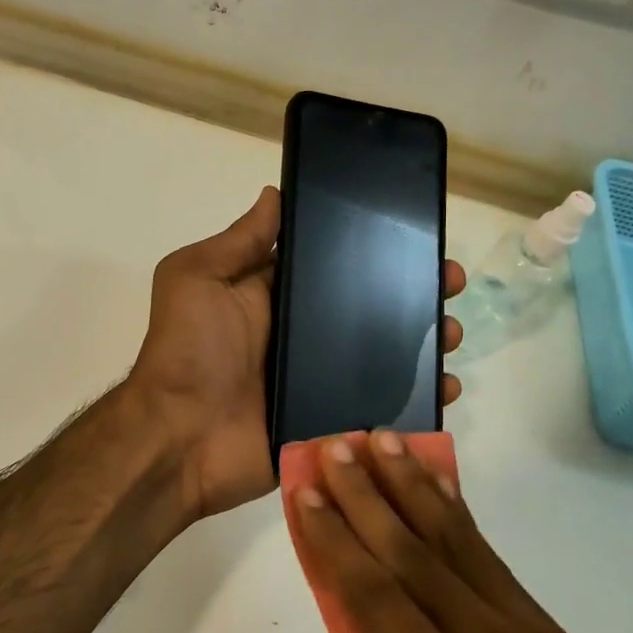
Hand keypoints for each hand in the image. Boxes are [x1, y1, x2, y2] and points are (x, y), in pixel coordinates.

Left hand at [126, 187, 465, 521]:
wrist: (179, 438)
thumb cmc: (188, 350)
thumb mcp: (198, 278)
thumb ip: (238, 241)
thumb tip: (275, 194)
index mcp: (274, 297)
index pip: (334, 265)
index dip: (373, 251)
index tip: (417, 237)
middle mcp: (301, 336)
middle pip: (369, 309)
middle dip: (413, 294)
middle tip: (449, 285)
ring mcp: (318, 381)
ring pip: (384, 357)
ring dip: (425, 344)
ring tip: (453, 334)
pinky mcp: (331, 422)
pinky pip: (382, 407)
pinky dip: (417, 401)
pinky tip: (448, 388)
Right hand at [290, 432, 632, 632]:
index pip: (375, 596)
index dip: (335, 541)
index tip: (306, 493)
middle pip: (413, 553)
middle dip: (367, 495)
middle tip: (337, 447)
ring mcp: (527, 630)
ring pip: (458, 542)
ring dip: (415, 486)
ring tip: (386, 441)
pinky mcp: (551, 629)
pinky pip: (492, 561)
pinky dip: (459, 517)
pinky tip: (439, 488)